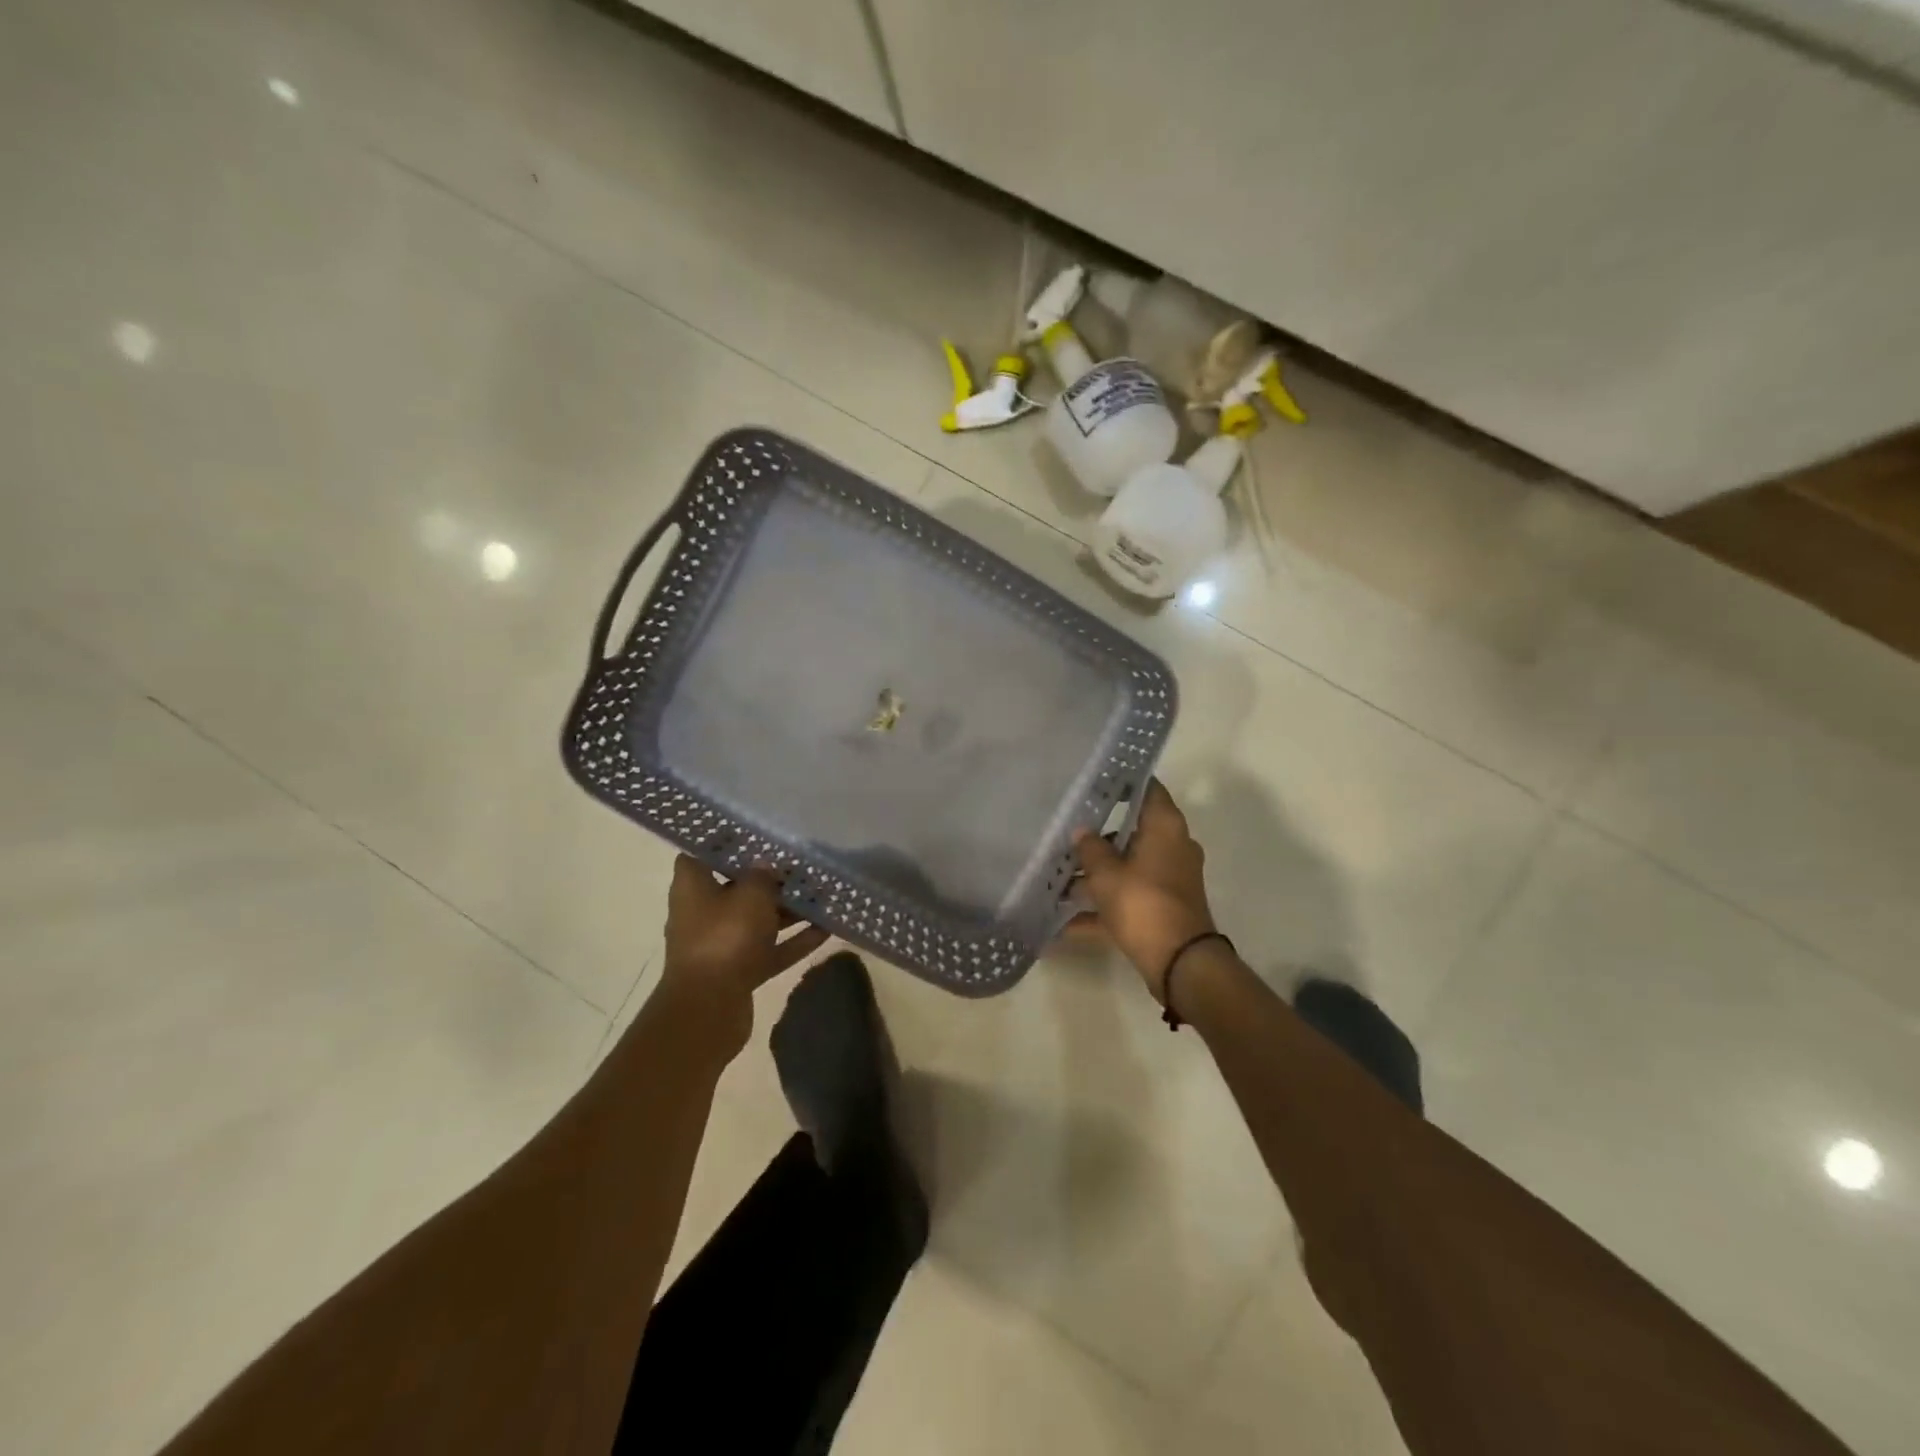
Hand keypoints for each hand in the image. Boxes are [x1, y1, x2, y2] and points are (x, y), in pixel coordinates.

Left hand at [660, 856, 829, 1045]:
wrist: (709, 1009)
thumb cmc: (725, 938)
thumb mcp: (751, 895)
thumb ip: (763, 875)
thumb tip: (767, 866)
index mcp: (693, 887)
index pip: (702, 853)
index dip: (725, 841)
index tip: (755, 832)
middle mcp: (702, 912)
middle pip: (736, 887)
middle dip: (768, 877)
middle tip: (801, 862)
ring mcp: (721, 944)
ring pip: (758, 920)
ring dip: (787, 910)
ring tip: (821, 894)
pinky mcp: (738, 971)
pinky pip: (771, 949)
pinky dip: (794, 941)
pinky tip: (827, 929)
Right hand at [1071, 780, 1217, 1003]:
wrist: (1180, 963)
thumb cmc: (1143, 903)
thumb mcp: (1106, 874)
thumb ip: (1090, 848)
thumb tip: (1081, 832)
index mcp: (1165, 827)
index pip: (1146, 789)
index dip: (1121, 781)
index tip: (1093, 780)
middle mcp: (1172, 846)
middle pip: (1132, 830)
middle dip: (1098, 833)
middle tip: (1064, 828)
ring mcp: (1169, 879)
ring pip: (1127, 866)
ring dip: (1096, 874)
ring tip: (1057, 877)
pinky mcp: (1163, 908)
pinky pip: (1127, 898)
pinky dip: (1102, 908)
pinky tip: (1064, 924)